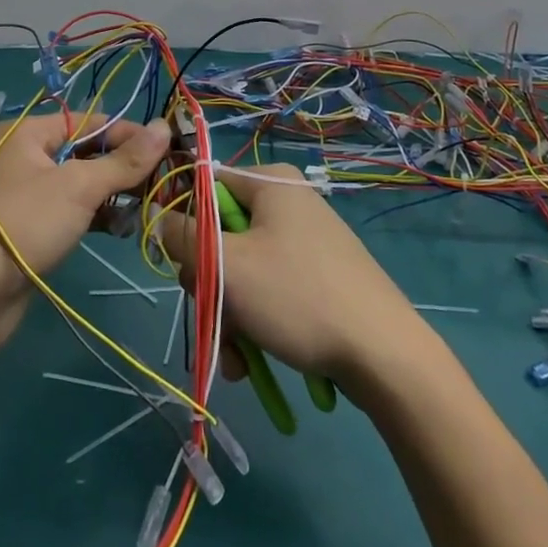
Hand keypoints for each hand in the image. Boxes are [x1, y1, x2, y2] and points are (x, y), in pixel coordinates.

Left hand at [0, 113, 169, 325]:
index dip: (128, 134)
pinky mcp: (28, 224)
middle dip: (121, 167)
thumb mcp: (80, 187)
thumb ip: (125, 160)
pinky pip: (68, 208)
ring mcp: (24, 191)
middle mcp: (23, 154)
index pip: (89, 120)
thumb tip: (165, 127)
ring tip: (142, 208)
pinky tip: (119, 228)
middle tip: (158, 183)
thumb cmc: (26, 223)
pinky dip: (93, 214)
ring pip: (78, 182)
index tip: (165, 150)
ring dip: (111, 194)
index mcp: (27, 132)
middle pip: (85, 150)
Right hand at [159, 164, 424, 395]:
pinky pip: (270, 290)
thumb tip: (161, 218)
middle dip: (211, 286)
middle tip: (214, 318)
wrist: (386, 356)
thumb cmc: (298, 297)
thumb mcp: (227, 265)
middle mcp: (288, 203)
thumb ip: (183, 237)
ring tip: (236, 359)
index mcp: (270, 183)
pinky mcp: (318, 276)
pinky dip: (255, 323)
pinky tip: (252, 363)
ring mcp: (306, 241)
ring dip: (229, 315)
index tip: (182, 266)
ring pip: (243, 271)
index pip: (205, 188)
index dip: (185, 226)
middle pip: (222, 235)